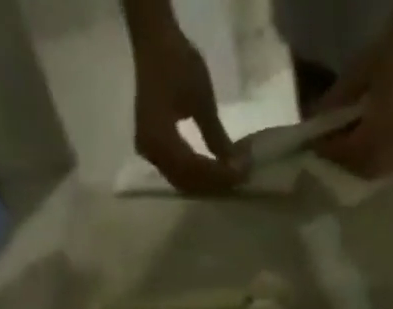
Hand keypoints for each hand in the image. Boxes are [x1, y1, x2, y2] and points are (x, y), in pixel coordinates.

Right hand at [130, 22, 241, 193]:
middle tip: (240, 178)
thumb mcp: (202, 100)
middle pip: (187, 182)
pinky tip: (213, 173)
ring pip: (182, 181)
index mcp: (159, 140)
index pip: (194, 170)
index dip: (220, 175)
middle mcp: (150, 154)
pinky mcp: (152, 148)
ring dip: (206, 183)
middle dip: (214, 183)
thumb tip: (235, 166)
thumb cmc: (178, 63)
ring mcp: (149, 152)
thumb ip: (216, 137)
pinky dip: (196, 175)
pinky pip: (176, 171)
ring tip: (229, 176)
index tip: (243, 173)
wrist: (154, 41)